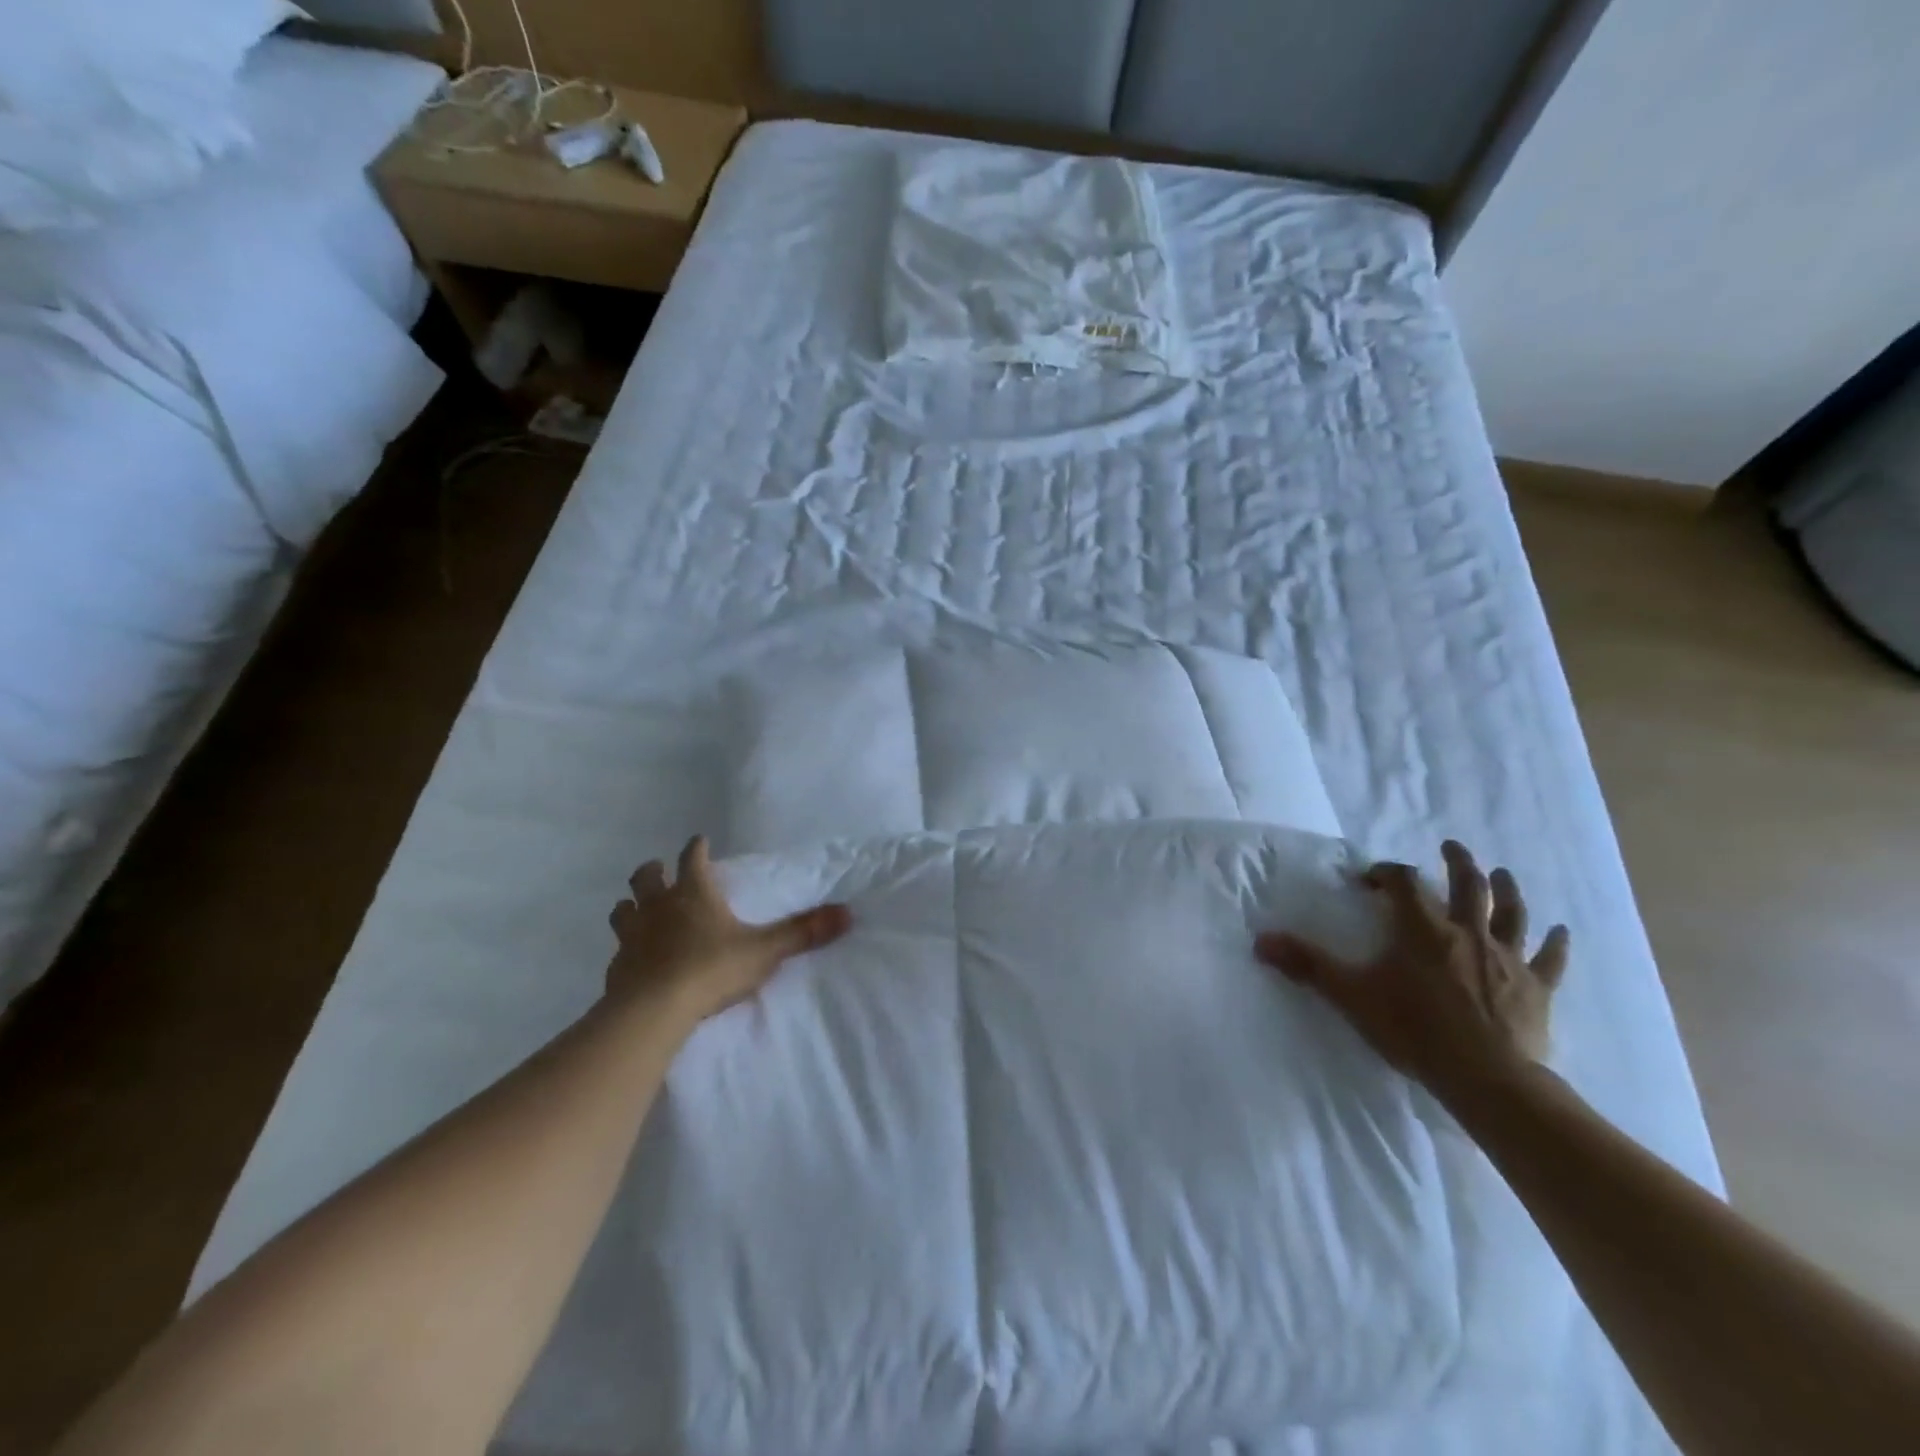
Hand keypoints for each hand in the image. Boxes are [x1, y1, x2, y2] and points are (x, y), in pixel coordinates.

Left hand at [607, 836, 851, 1023]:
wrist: (653, 1012)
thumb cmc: (711, 969)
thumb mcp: (765, 950)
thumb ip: (803, 932)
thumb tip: (847, 913)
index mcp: (693, 893)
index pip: (692, 858)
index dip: (696, 848)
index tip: (700, 842)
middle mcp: (658, 907)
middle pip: (646, 877)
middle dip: (653, 871)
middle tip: (661, 873)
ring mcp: (632, 936)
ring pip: (623, 909)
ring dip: (632, 906)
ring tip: (641, 912)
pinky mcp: (617, 967)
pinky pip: (619, 949)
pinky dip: (627, 947)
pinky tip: (636, 959)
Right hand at [1256, 840, 1569, 1104]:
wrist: (1487, 1078)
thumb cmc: (1414, 1030)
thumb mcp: (1351, 995)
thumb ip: (1308, 965)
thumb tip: (1260, 940)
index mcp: (1423, 929)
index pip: (1404, 883)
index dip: (1387, 874)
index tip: (1371, 879)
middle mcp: (1468, 932)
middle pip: (1468, 885)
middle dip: (1458, 862)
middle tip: (1451, 847)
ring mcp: (1507, 958)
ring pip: (1512, 912)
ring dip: (1507, 889)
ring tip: (1501, 873)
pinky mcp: (1536, 987)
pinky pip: (1550, 959)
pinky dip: (1555, 943)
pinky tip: (1561, 931)